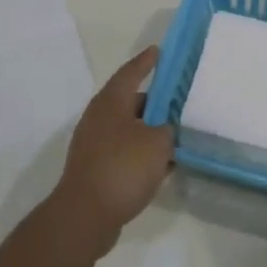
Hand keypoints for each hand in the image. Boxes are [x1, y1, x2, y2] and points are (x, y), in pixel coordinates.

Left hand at [49, 46, 174, 257]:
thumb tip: (165, 128)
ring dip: (151, 130)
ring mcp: (94, 145)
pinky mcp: (96, 169)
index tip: (158, 51)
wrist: (86, 215)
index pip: (131, 72)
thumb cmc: (123, 168)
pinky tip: (164, 164)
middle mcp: (99, 118)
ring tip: (177, 133)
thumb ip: (167, 128)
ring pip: (129, 129)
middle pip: (131, 101)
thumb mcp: (157, 142)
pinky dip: (143, 153)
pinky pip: (125, 152)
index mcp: (110, 102)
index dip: (146, 61)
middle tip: (179, 99)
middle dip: (155, 101)